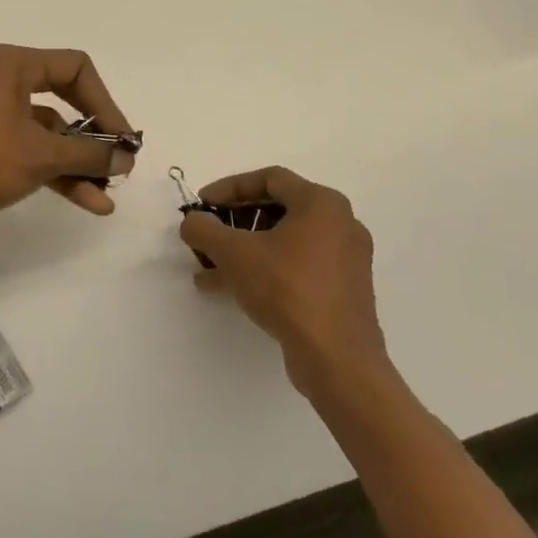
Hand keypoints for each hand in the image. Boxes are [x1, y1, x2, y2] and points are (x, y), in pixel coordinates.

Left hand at [0, 45, 137, 241]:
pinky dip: (53, 171)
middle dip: (94, 135)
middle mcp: (1, 81)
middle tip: (120, 164)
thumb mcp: (41, 155)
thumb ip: (89, 153)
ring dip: (77, 162)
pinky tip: (85, 200)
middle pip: (64, 100)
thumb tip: (126, 156)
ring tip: (107, 194)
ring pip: (46, 132)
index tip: (124, 139)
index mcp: (12, 65)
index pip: (75, 68)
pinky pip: (27, 149)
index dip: (106, 103)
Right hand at [178, 166, 384, 397]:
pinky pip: (296, 266)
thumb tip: (192, 222)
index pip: (269, 178)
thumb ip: (204, 229)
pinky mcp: (342, 290)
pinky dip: (264, 269)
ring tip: (208, 267)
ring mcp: (345, 259)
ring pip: (284, 242)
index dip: (229, 187)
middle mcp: (340, 224)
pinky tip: (229, 288)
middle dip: (234, 222)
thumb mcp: (233, 253)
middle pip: (276, 210)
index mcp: (322, 204)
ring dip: (244, 249)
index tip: (202, 204)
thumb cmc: (287, 289)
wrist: (337, 358)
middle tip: (207, 234)